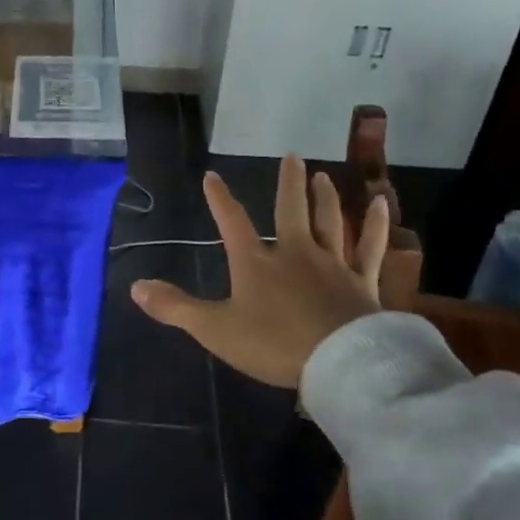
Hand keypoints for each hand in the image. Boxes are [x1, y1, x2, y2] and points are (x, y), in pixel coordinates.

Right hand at [131, 153, 388, 388]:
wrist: (338, 363)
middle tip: (292, 156)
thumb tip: (136, 287)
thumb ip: (176, 308)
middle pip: (290, 210)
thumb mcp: (215, 329)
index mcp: (256, 262)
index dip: (220, 199)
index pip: (232, 223)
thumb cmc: (273, 344)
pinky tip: (383, 205)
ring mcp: (332, 265)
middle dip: (288, 183)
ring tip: (323, 175)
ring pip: (329, 222)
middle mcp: (294, 253)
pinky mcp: (362, 282)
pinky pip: (369, 248)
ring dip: (325, 197)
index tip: (211, 175)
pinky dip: (377, 226)